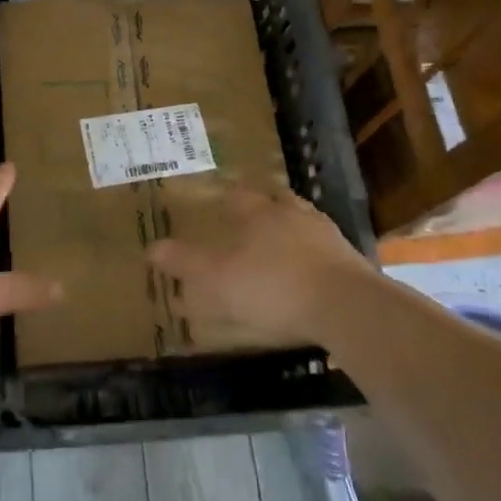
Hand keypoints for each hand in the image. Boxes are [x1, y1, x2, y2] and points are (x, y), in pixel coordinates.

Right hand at [147, 181, 379, 346]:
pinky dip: (313, 255)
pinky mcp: (350, 261)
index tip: (219, 198)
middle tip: (252, 216)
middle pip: (276, 200)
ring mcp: (326, 236)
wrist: (345, 306)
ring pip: (304, 221)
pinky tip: (308, 271)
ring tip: (282, 244)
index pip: (239, 194)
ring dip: (292, 228)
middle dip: (264, 206)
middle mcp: (293, 214)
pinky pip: (325, 250)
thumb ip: (184, 262)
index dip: (227, 195)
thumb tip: (150, 247)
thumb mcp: (216, 278)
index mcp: (259, 212)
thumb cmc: (272, 286)